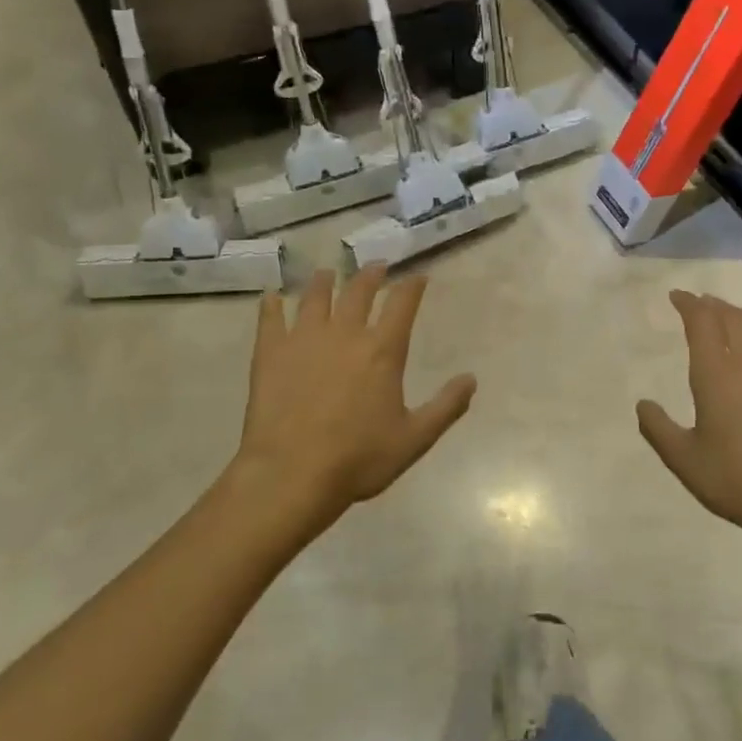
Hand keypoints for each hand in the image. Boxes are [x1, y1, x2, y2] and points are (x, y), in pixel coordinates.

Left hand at [231, 266, 475, 533]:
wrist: (292, 473)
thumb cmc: (359, 458)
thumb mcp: (414, 438)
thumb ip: (446, 407)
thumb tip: (471, 379)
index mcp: (382, 350)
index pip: (402, 304)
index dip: (412, 287)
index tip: (419, 277)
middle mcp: (345, 333)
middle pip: (359, 291)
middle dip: (371, 275)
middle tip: (376, 266)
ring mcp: (303, 339)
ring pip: (315, 297)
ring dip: (324, 282)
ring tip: (327, 273)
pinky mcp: (270, 353)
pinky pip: (270, 319)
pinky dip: (271, 305)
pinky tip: (271, 297)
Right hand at [637, 291, 741, 546]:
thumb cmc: (737, 482)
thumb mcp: (684, 461)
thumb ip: (658, 428)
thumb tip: (643, 403)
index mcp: (717, 375)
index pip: (702, 322)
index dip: (689, 304)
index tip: (677, 297)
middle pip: (733, 317)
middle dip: (714, 306)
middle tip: (702, 305)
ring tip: (735, 317)